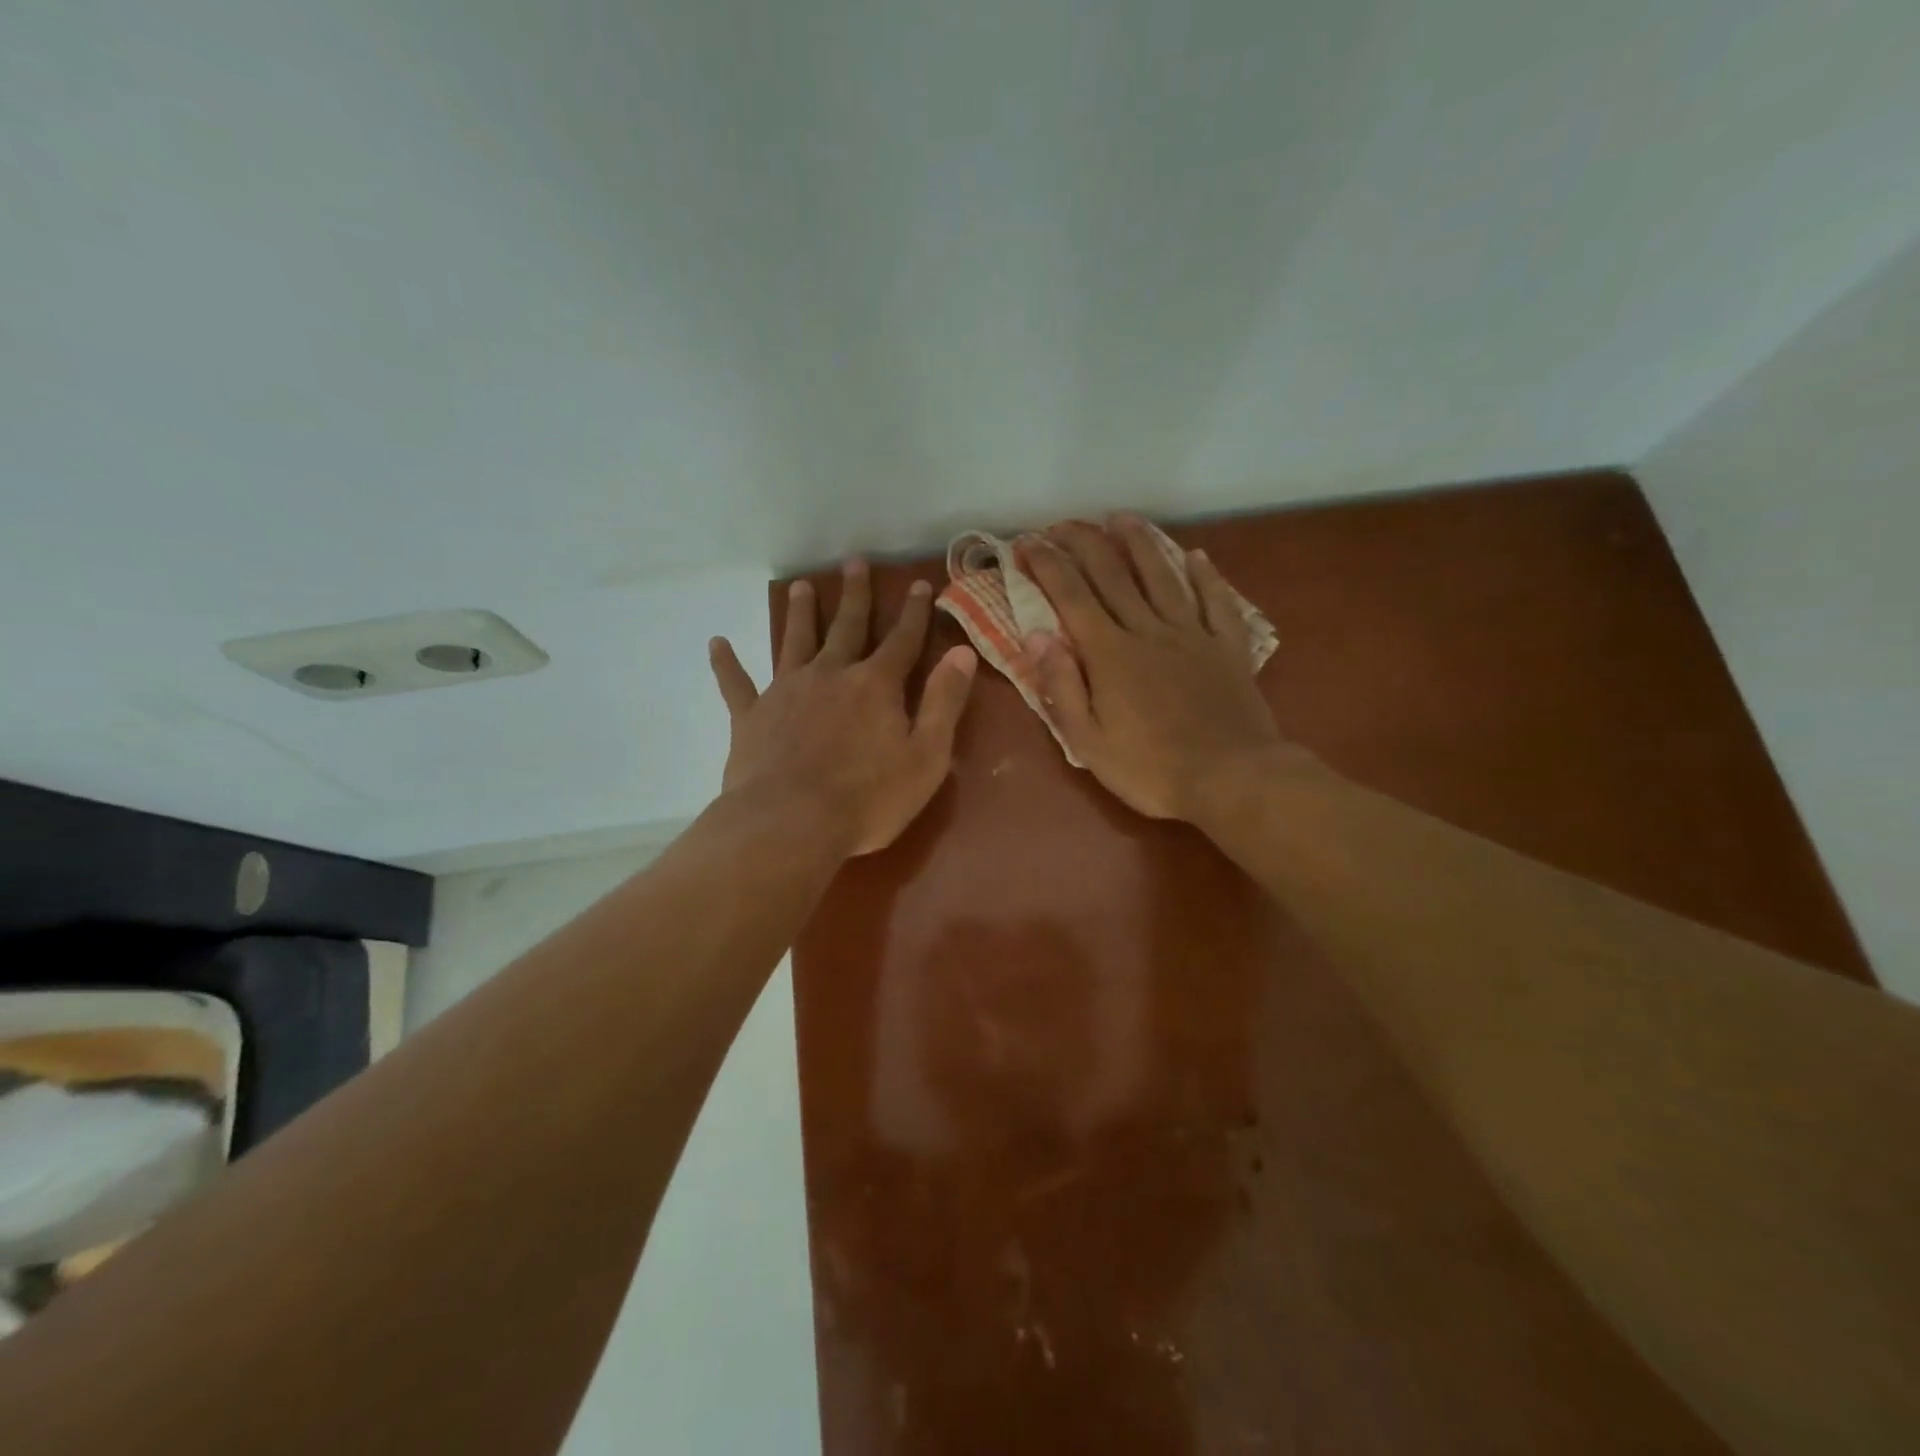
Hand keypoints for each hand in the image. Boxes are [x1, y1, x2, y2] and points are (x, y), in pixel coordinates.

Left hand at [708, 559, 977, 856]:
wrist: (790, 824)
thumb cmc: (867, 799)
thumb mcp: (926, 756)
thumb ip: (943, 702)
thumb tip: (962, 652)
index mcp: (875, 686)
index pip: (902, 640)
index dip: (914, 613)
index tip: (920, 584)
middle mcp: (830, 675)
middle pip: (846, 627)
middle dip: (855, 595)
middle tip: (854, 563)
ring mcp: (786, 692)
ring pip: (794, 641)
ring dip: (799, 613)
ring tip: (799, 587)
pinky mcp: (751, 716)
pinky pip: (736, 683)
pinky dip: (726, 663)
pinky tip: (716, 643)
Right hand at [1019, 517, 1289, 821]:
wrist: (1232, 779)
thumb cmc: (1151, 769)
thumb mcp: (1088, 742)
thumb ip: (1062, 686)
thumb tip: (1038, 635)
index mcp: (1110, 654)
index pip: (1071, 596)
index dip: (1046, 565)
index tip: (1026, 543)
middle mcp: (1148, 631)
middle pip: (1112, 575)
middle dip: (1083, 543)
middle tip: (1063, 524)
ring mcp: (1192, 635)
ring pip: (1162, 576)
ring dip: (1139, 543)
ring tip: (1121, 518)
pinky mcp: (1227, 647)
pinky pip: (1216, 601)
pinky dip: (1205, 575)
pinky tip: (1196, 556)